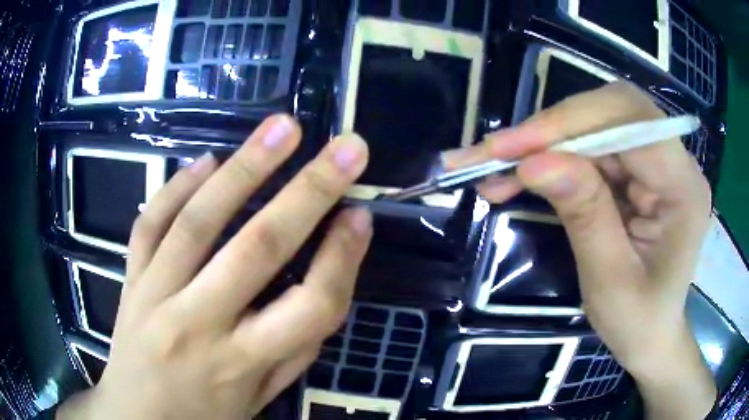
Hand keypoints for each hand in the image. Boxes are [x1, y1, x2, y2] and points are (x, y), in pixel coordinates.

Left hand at [57, 115, 372, 418]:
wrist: (138, 417)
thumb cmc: (207, 415)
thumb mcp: (263, 396)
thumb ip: (295, 346)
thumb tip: (329, 279)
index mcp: (242, 364)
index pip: (309, 307)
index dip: (343, 259)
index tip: (362, 217)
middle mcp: (197, 326)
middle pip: (258, 248)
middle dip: (310, 191)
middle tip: (346, 147)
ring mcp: (154, 296)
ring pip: (199, 222)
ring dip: (245, 167)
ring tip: (283, 128)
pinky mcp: (129, 280)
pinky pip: (149, 224)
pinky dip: (176, 186)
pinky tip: (206, 160)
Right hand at [443, 83, 714, 418]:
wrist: (651, 333)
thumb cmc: (638, 320)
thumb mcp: (610, 280)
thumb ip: (583, 215)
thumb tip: (535, 162)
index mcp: (683, 186)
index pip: (632, 121)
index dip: (572, 122)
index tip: (513, 149)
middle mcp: (674, 161)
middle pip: (611, 111)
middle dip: (552, 128)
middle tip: (495, 154)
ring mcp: (654, 162)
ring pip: (593, 125)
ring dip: (543, 143)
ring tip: (495, 169)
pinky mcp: (635, 171)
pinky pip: (589, 148)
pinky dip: (551, 158)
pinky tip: (519, 176)